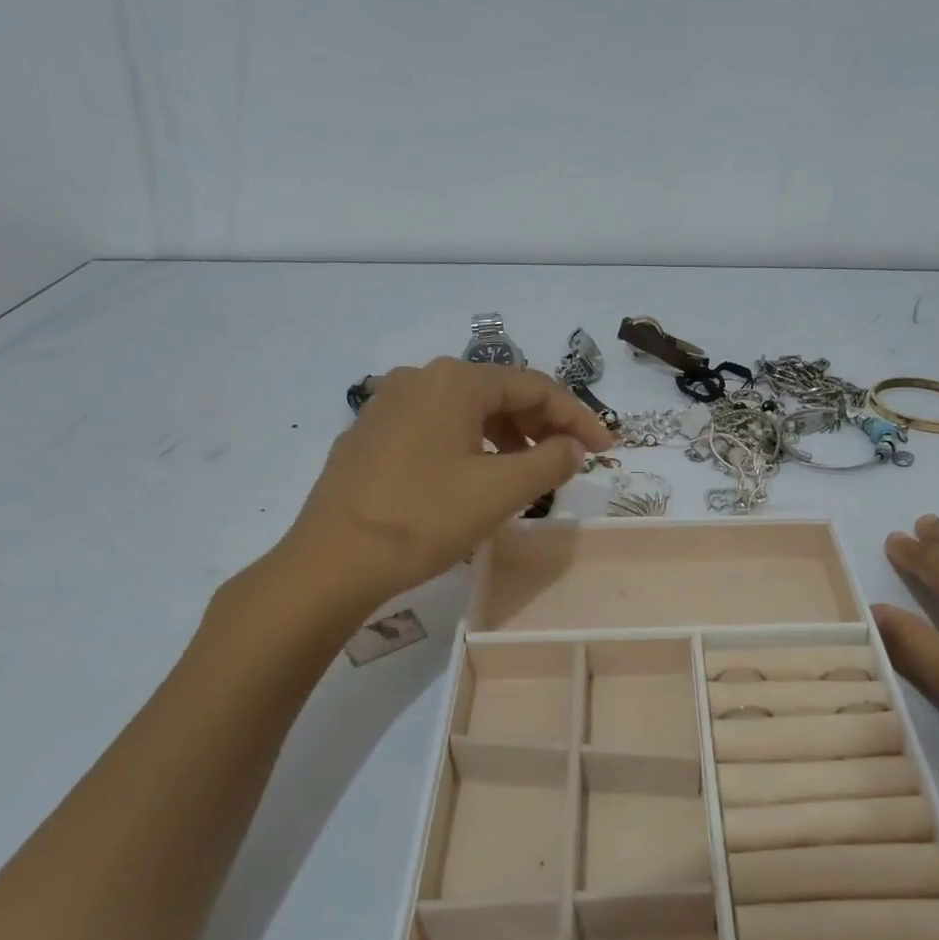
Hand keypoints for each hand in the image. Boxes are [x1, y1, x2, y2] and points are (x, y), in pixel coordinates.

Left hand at [272, 359, 613, 608]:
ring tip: (526, 474)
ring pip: (465, 412)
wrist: (332, 561)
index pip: (535, 387)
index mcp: (455, 381)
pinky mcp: (369, 435)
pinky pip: (435, 428)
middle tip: (568, 461)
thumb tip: (573, 447)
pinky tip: (474, 478)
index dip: (577, 417)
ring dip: (506, 437)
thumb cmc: (425, 518)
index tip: (606, 449)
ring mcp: (387, 405)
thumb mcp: (502, 490)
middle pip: (499, 394)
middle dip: (541, 425)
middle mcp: (419, 378)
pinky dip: (469, 446)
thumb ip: (551, 460)